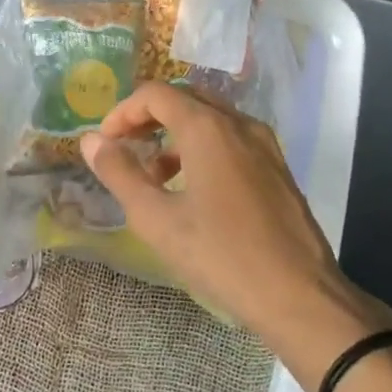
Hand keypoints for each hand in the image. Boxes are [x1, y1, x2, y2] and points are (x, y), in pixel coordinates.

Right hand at [78, 82, 391, 379]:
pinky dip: (203, 147)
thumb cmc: (222, 257)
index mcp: (208, 128)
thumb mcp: (157, 220)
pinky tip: (193, 190)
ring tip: (155, 176)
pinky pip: (232, 139)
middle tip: (126, 148)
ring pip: (211, 118)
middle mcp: (239, 124)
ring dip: (176, 134)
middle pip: (185, 98)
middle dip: (149, 117)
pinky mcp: (278, 167)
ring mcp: (264, 144)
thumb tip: (91, 141)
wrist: (301, 297)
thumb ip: (120, 174)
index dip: (123, 112)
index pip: (156, 94)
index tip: (105, 143)